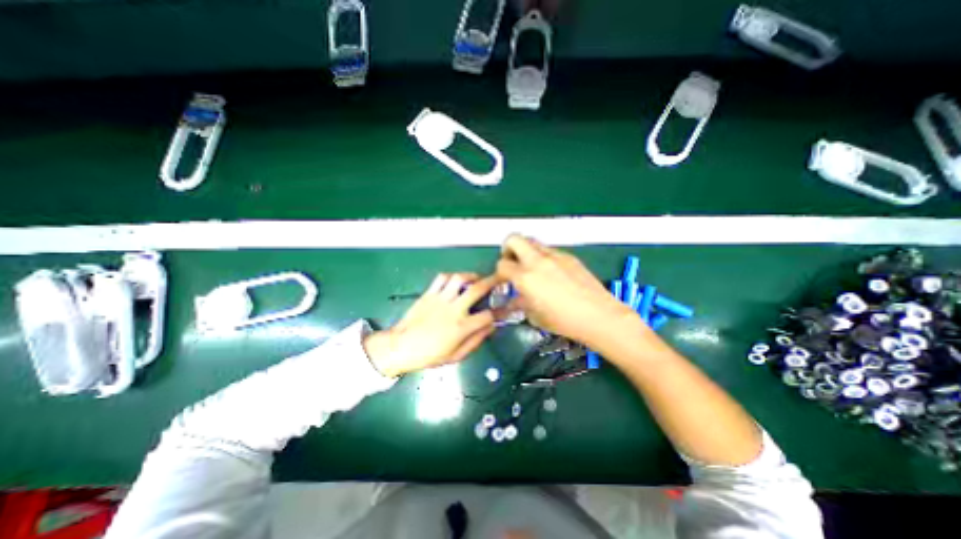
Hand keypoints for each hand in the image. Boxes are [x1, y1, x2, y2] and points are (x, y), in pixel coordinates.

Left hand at [360, 271, 494, 376]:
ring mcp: (440, 299)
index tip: (504, 310)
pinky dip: (451, 276)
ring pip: (459, 278)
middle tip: (499, 278)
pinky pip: (442, 278)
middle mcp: (454, 309)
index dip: (499, 312)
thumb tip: (491, 327)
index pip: (488, 315)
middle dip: (492, 282)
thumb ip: (476, 341)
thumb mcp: (456, 356)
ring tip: (476, 278)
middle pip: (477, 289)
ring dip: (471, 275)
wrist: (401, 347)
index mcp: (462, 327)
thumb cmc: (430, 355)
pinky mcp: (429, 294)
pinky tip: (455, 281)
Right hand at [495, 233, 635, 346]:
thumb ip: (520, 303)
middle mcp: (537, 261)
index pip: (502, 265)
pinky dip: (543, 257)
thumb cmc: (564, 321)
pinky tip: (552, 273)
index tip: (504, 281)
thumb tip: (515, 300)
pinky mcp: (568, 256)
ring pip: (532, 241)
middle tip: (512, 261)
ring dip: (526, 250)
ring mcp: (554, 256)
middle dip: (507, 248)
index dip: (499, 273)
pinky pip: (549, 250)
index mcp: (525, 278)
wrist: (599, 315)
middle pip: (514, 239)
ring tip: (531, 267)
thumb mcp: (535, 316)